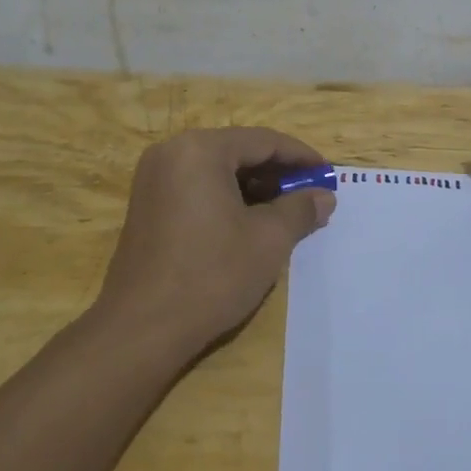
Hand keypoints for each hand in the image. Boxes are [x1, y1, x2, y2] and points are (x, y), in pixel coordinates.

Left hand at [93, 128, 334, 357]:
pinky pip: (197, 188)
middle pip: (238, 152)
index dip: (301, 157)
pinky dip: (228, 199)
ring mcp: (153, 180)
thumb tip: (324, 197)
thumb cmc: (212, 275)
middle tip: (310, 196)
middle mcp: (172, 153)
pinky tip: (251, 224)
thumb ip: (301, 210)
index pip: (263, 141)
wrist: (141, 329)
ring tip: (286, 213)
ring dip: (255, 187)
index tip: (328, 175)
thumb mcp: (269, 240)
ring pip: (218, 171)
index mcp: (200, 150)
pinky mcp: (147, 206)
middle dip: (278, 173)